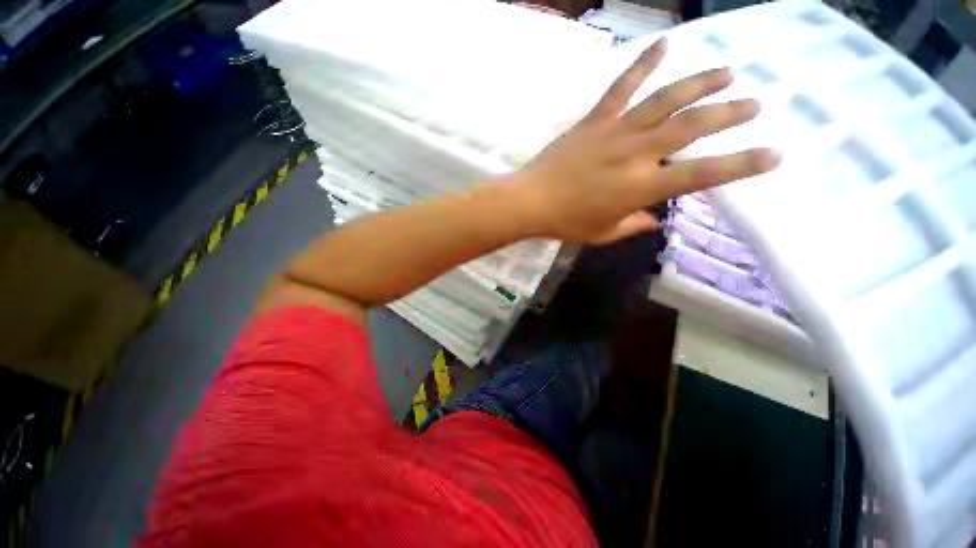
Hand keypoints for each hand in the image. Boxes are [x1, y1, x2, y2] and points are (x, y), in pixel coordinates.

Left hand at [510, 38, 780, 243]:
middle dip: (729, 113)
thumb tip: (654, 219)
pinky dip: (643, 63)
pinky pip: (622, 87)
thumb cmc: (566, 222)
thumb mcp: (603, 234)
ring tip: (728, 70)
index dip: (741, 164)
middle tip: (756, 102)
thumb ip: (632, 225)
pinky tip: (664, 44)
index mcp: (641, 188)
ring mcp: (615, 132)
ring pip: (666, 99)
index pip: (702, 174)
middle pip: (692, 127)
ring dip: (700, 82)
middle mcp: (636, 154)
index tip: (774, 154)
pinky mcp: (595, 121)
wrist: (531, 201)